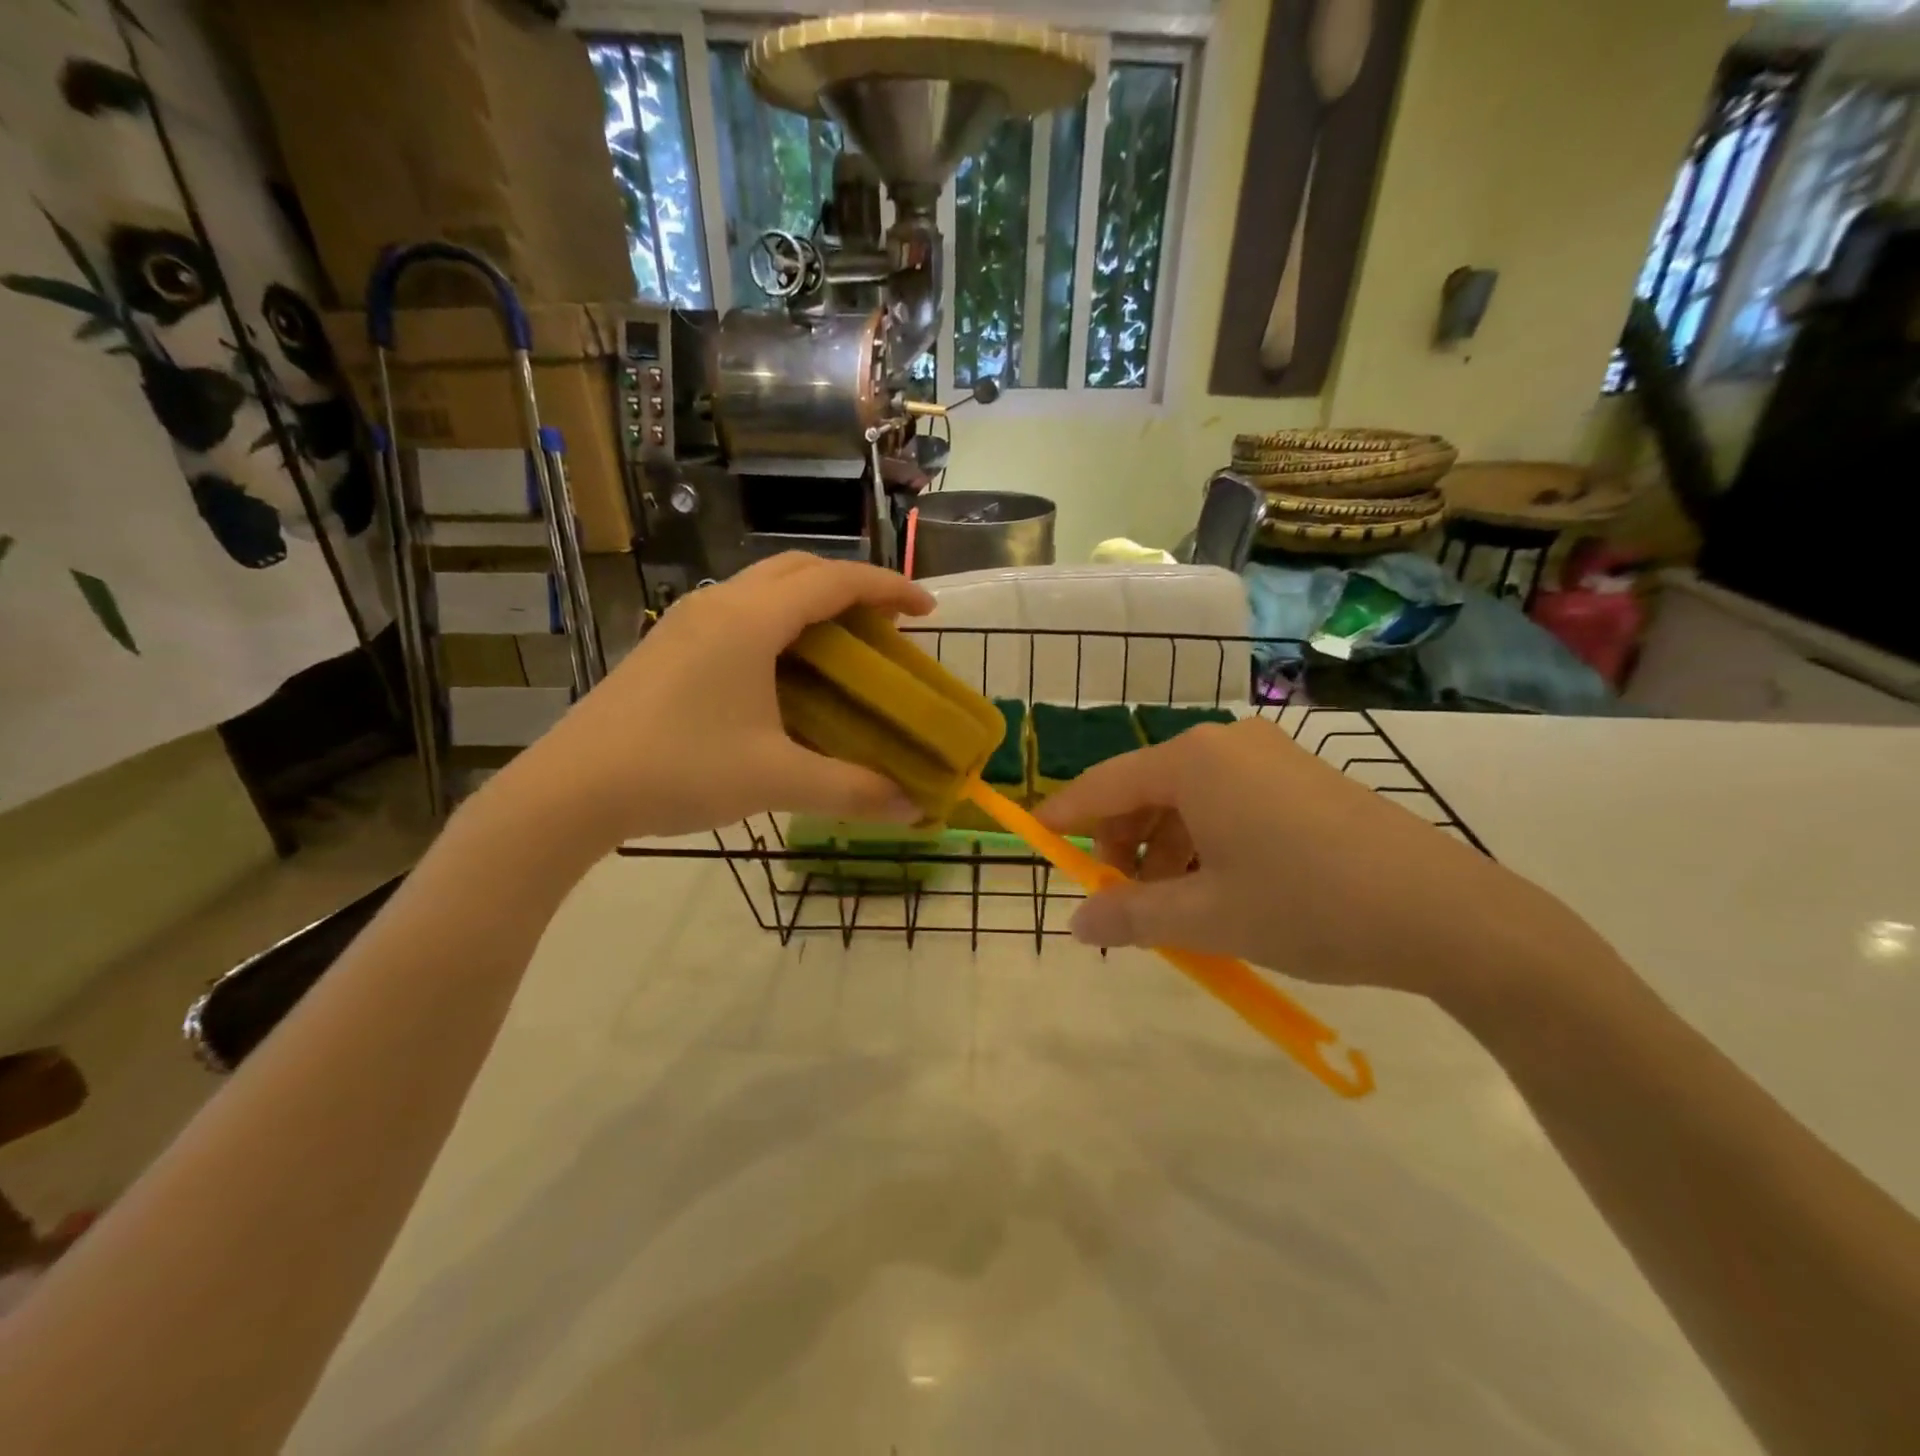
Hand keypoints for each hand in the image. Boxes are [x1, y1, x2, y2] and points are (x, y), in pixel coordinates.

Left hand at [506, 554, 932, 843]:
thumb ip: (851, 790)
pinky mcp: (668, 643)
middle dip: (851, 586)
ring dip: (811, 601)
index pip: (835, 581)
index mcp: (751, 620)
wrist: (572, 788)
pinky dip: (778, 621)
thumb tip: (913, 807)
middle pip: (799, 569)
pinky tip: (783, 670)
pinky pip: (739, 610)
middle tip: (886, 625)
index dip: (889, 587)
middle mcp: (719, 603)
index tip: (927, 610)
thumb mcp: (776, 780)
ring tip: (842, 645)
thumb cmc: (680, 770)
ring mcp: (687, 621)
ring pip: (764, 587)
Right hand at [1036, 717, 1602, 1003]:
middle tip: (1122, 906)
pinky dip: (1206, 845)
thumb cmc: (1310, 906)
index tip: (1035, 842)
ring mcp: (1269, 757)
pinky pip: (1227, 804)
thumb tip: (1076, 925)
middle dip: (1123, 848)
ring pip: (1187, 802)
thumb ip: (1132, 917)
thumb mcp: (1208, 919)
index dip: (1064, 817)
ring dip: (1166, 853)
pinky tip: (1220, 892)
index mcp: (1193, 762)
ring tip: (1177, 913)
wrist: (1450, 915)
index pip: (1104, 784)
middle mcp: (1226, 744)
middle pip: (1144, 791)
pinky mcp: (1301, 778)